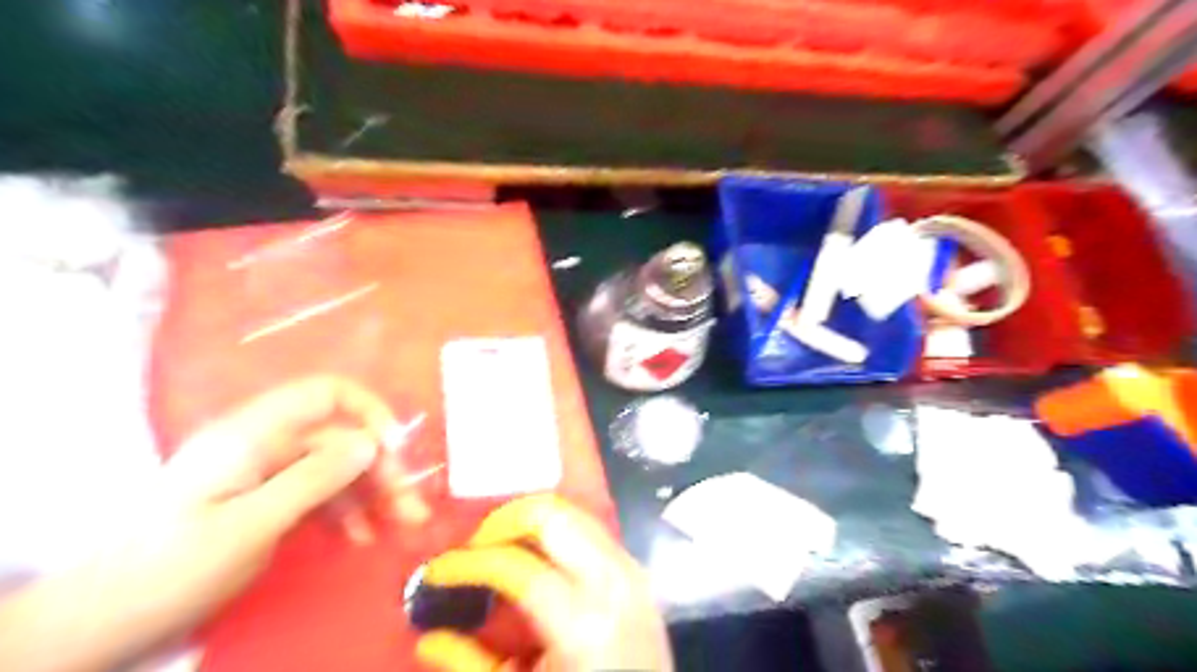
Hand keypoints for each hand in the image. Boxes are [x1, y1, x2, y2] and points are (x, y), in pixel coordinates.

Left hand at [152, 377, 425, 608]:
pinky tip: (361, 537)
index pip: (325, 393)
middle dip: (381, 469)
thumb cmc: (172, 568)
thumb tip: (371, 443)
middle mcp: (264, 443)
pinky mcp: (266, 498)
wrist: (103, 619)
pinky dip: (346, 511)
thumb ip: (313, 478)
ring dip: (373, 494)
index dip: (368, 411)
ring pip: (336, 468)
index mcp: (253, 434)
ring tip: (401, 526)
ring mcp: (265, 472)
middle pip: (340, 438)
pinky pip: (319, 493)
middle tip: (410, 508)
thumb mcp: (250, 525)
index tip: (394, 449)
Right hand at [418, 493, 669, 670]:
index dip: (468, 563)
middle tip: (474, 548)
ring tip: (499, 549)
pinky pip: (591, 529)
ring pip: (573, 513)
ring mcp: (631, 569)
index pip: (516, 566)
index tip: (437, 571)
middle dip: (504, 522)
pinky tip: (536, 557)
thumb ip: (471, 665)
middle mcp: (613, 580)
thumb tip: (427, 636)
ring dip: (530, 524)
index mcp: (583, 622)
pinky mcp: (636, 568)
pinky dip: (557, 532)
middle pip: (551, 516)